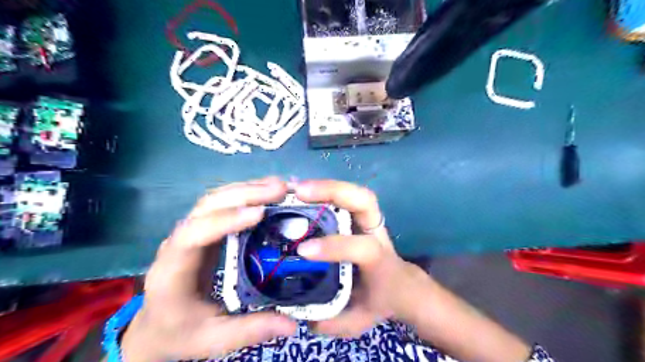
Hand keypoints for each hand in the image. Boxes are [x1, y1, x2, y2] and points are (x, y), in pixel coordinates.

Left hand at [120, 177, 296, 361]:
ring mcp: (190, 232)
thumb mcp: (214, 339)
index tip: (259, 214)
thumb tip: (292, 324)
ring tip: (279, 186)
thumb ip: (251, 330)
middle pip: (206, 206)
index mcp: (173, 271)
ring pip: (214, 199)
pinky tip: (265, 192)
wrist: (156, 327)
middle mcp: (178, 243)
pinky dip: (244, 193)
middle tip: (280, 189)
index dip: (225, 220)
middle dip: (244, 194)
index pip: (193, 235)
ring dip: (246, 188)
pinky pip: (222, 204)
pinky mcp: (203, 230)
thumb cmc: (180, 333)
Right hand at [294, 179, 430, 337]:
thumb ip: (333, 322)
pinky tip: (302, 190)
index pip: (363, 248)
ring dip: (326, 186)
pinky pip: (345, 197)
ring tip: (296, 187)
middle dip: (333, 191)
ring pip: (355, 193)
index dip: (335, 246)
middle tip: (300, 192)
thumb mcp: (359, 320)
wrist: (401, 284)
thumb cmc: (380, 299)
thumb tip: (299, 315)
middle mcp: (376, 234)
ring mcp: (369, 221)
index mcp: (380, 262)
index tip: (304, 250)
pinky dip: (325, 190)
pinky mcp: (360, 216)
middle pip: (365, 201)